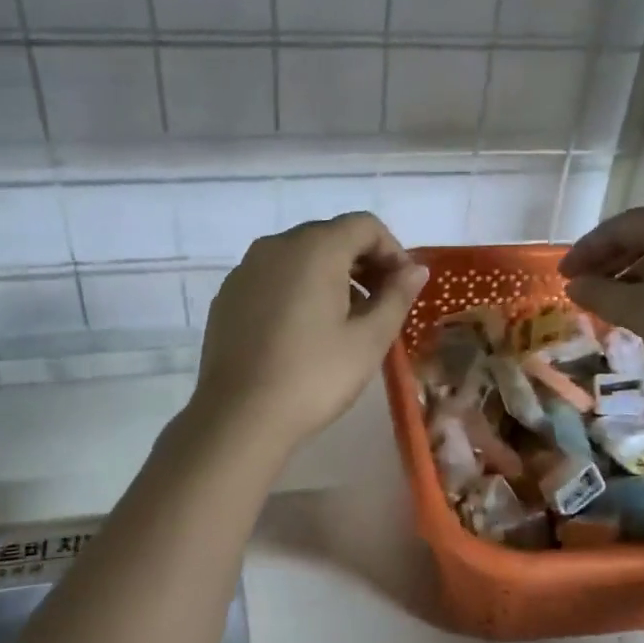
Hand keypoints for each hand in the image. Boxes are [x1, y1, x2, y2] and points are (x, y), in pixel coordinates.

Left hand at [193, 212, 428, 451]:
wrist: (239, 417)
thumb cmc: (314, 376)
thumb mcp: (369, 340)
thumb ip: (396, 296)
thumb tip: (415, 269)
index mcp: (314, 248)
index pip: (365, 226)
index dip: (393, 251)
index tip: (403, 288)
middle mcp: (276, 246)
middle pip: (330, 236)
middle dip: (362, 263)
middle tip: (381, 305)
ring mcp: (245, 270)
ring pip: (299, 257)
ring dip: (331, 277)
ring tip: (345, 322)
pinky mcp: (228, 296)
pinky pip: (273, 278)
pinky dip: (298, 290)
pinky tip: (304, 332)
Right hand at [559, 202, 643, 379]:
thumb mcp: (637, 311)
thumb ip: (598, 294)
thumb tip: (575, 285)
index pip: (614, 228)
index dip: (583, 253)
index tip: (563, 276)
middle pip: (640, 236)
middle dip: (607, 262)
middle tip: (584, 287)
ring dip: (632, 273)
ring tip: (613, 300)